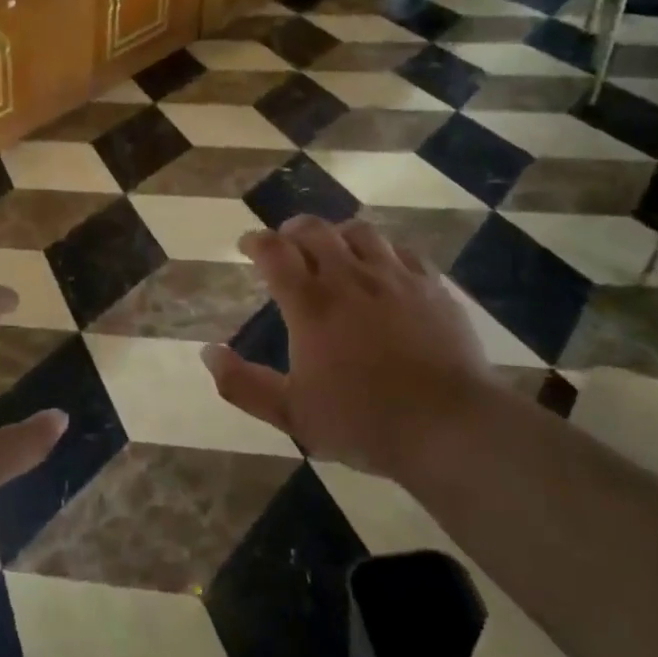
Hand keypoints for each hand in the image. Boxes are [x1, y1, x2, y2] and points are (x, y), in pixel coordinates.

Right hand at [201, 216, 508, 480]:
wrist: (449, 426)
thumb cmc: (362, 422)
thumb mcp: (291, 414)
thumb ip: (242, 384)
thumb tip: (208, 353)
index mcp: (311, 304)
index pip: (274, 251)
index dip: (256, 241)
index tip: (247, 245)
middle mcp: (349, 278)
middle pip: (315, 230)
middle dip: (292, 229)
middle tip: (285, 243)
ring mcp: (395, 278)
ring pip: (360, 232)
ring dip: (337, 234)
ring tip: (333, 248)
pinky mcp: (432, 287)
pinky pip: (403, 251)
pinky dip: (382, 251)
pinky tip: (382, 267)